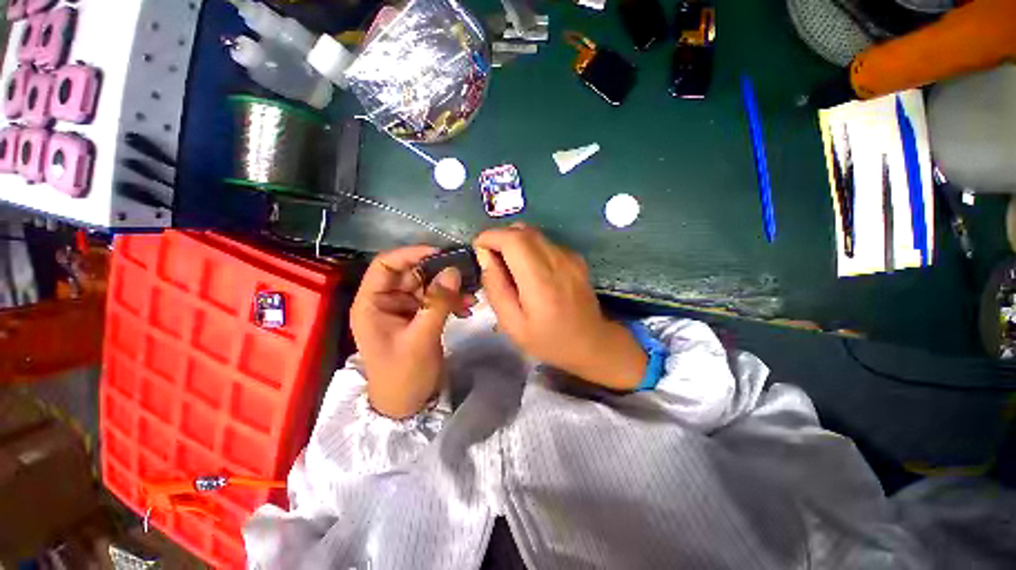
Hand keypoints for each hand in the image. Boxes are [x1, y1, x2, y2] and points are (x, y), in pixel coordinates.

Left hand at [351, 246, 472, 418]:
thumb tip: (453, 271)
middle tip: (465, 274)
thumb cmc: (404, 375)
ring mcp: (404, 309)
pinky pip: (436, 300)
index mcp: (372, 303)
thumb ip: (437, 303)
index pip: (386, 264)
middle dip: (439, 273)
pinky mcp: (420, 317)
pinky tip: (467, 309)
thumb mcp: (421, 338)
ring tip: (471, 297)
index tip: (441, 253)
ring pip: (428, 286)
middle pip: (412, 273)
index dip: (411, 254)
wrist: (408, 405)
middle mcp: (387, 301)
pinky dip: (452, 301)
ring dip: (450, 289)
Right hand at [473, 225, 645, 389]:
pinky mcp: (575, 257)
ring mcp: (570, 257)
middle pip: (523, 231)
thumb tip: (485, 256)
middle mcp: (558, 261)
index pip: (513, 240)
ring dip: (514, 241)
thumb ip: (496, 288)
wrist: (591, 342)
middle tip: (490, 258)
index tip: (478, 249)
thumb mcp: (512, 324)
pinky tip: (529, 269)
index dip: (490, 237)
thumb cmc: (548, 340)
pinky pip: (545, 242)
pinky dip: (529, 247)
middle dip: (500, 237)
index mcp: (540, 281)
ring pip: (534, 233)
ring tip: (508, 265)